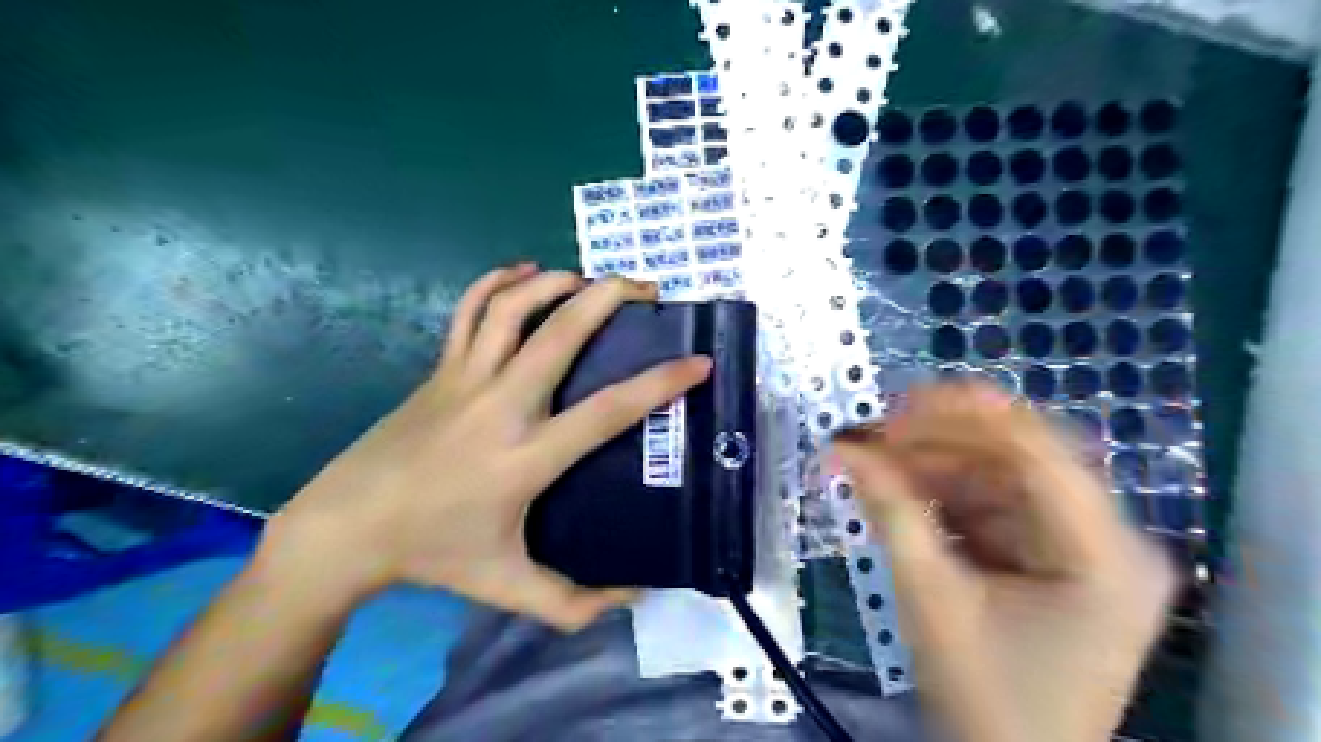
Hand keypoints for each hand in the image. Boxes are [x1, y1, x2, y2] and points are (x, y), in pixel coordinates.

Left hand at [261, 265, 713, 628]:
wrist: (347, 527)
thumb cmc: (433, 554)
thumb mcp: (507, 587)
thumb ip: (573, 603)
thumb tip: (635, 598)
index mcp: (526, 457)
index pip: (607, 410)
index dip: (659, 383)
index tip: (698, 361)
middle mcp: (501, 405)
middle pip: (561, 332)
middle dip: (610, 298)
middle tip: (646, 290)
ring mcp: (466, 379)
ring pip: (514, 308)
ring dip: (558, 282)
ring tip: (593, 280)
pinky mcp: (440, 369)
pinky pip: (469, 310)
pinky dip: (498, 281)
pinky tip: (526, 271)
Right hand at [834, 382, 1175, 741]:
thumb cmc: (984, 698)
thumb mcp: (932, 599)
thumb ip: (891, 511)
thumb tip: (844, 446)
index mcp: (1107, 555)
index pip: (1038, 452)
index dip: (962, 416)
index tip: (894, 403)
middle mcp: (1112, 539)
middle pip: (1023, 457)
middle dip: (943, 439)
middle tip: (877, 431)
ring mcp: (1086, 546)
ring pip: (1004, 475)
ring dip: (938, 463)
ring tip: (878, 459)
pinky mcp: (1055, 556)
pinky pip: (997, 503)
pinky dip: (947, 492)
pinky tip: (903, 487)